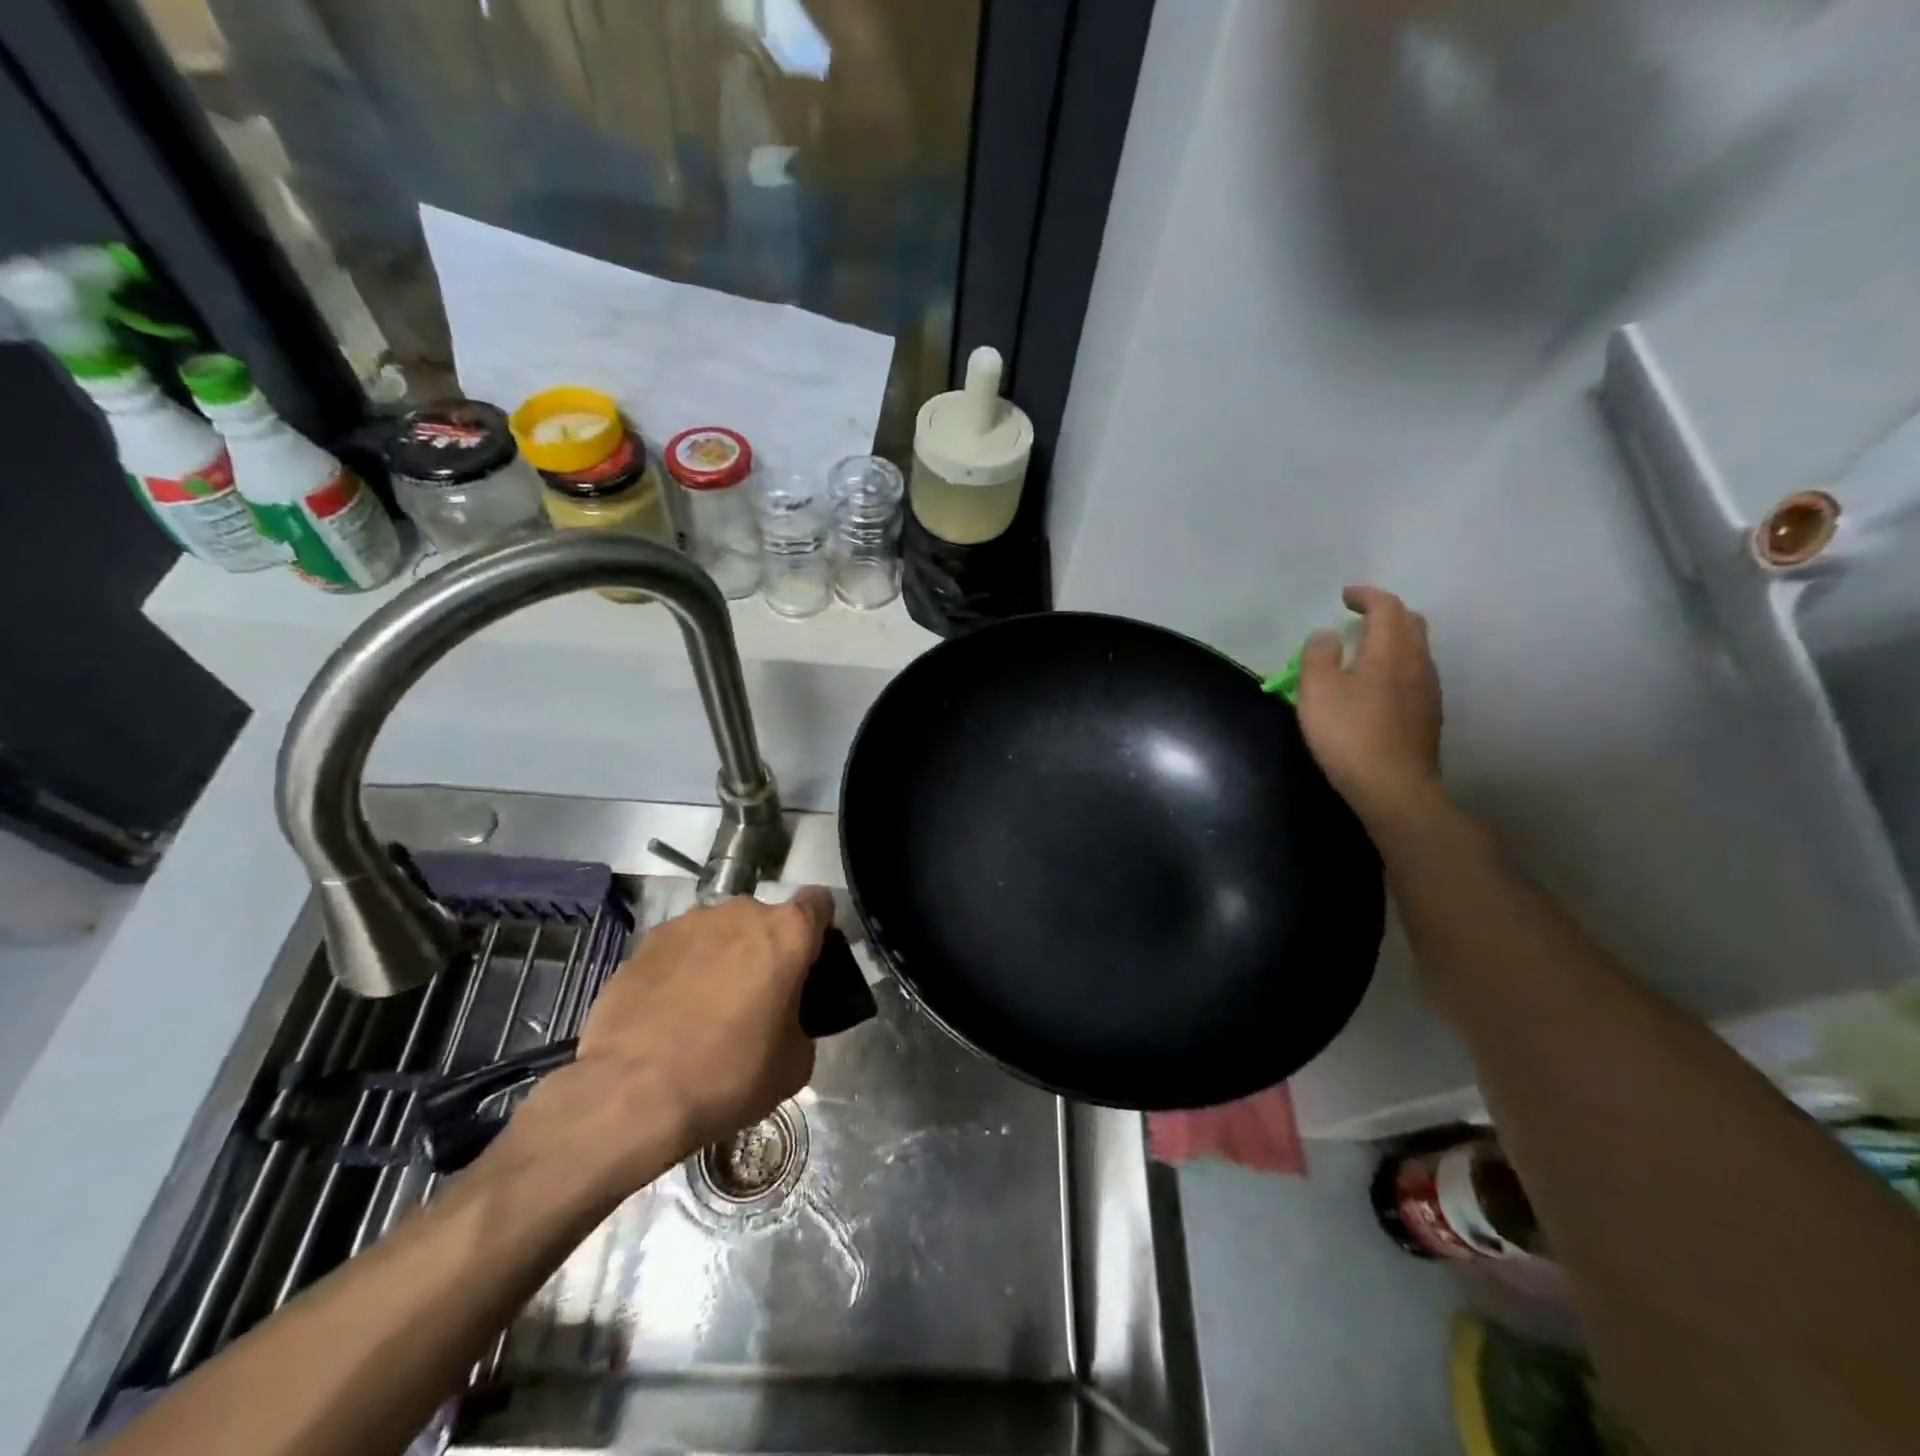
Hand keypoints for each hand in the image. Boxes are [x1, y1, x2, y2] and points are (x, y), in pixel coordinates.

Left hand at [494, 889, 833, 1204]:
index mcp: (787, 933)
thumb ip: (802, 1024)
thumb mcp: (794, 1064)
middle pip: (766, 920)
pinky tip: (670, 1013)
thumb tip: (788, 1022)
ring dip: (723, 957)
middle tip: (759, 998)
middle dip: (766, 950)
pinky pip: (680, 949)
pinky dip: (683, 970)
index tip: (810, 964)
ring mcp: (688, 923)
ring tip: (707, 1008)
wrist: (631, 1094)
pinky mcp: (646, 943)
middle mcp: (740, 913)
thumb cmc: (727, 1075)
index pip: (819, 904)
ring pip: (720, 932)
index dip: (820, 931)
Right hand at [1297, 585, 1443, 829]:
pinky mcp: (1429, 716)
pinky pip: (1415, 675)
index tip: (1345, 596)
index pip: (1387, 607)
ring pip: (1416, 650)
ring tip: (1365, 651)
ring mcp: (1429, 691)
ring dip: (1393, 640)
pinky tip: (1377, 686)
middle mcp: (1417, 663)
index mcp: (1390, 651)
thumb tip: (1326, 635)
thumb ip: (1318, 656)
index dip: (1366, 595)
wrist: (1394, 788)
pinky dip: (1397, 665)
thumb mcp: (1317, 692)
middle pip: (1411, 623)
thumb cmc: (1349, 735)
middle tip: (1359, 618)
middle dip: (1386, 613)